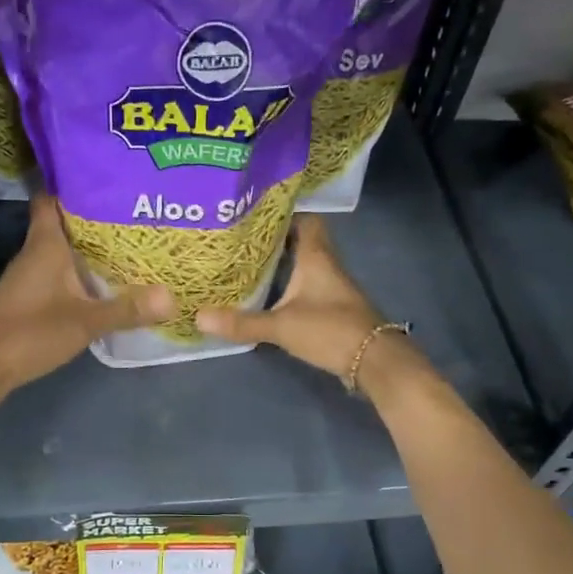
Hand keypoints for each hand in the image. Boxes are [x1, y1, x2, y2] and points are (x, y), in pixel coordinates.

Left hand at [0, 196, 173, 399]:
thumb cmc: (29, 333)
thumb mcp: (85, 322)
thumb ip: (126, 309)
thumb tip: (171, 297)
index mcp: (44, 245)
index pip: (51, 199)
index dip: (73, 186)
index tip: (105, 182)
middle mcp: (33, 254)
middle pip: (63, 225)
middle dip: (94, 220)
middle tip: (134, 217)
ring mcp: (28, 277)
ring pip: (61, 252)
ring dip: (88, 250)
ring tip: (128, 247)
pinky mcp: (27, 299)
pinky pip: (58, 276)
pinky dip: (78, 275)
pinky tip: (102, 284)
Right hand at [195, 215, 405, 382]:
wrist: (374, 360)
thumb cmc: (330, 330)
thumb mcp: (281, 326)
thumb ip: (241, 322)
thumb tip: (198, 317)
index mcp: (316, 256)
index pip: (304, 219)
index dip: (283, 213)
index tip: (254, 213)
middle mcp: (326, 264)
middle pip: (302, 240)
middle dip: (275, 239)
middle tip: (242, 239)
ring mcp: (332, 287)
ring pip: (305, 264)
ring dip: (282, 262)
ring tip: (248, 263)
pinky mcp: (333, 307)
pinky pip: (308, 285)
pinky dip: (290, 285)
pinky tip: (270, 294)